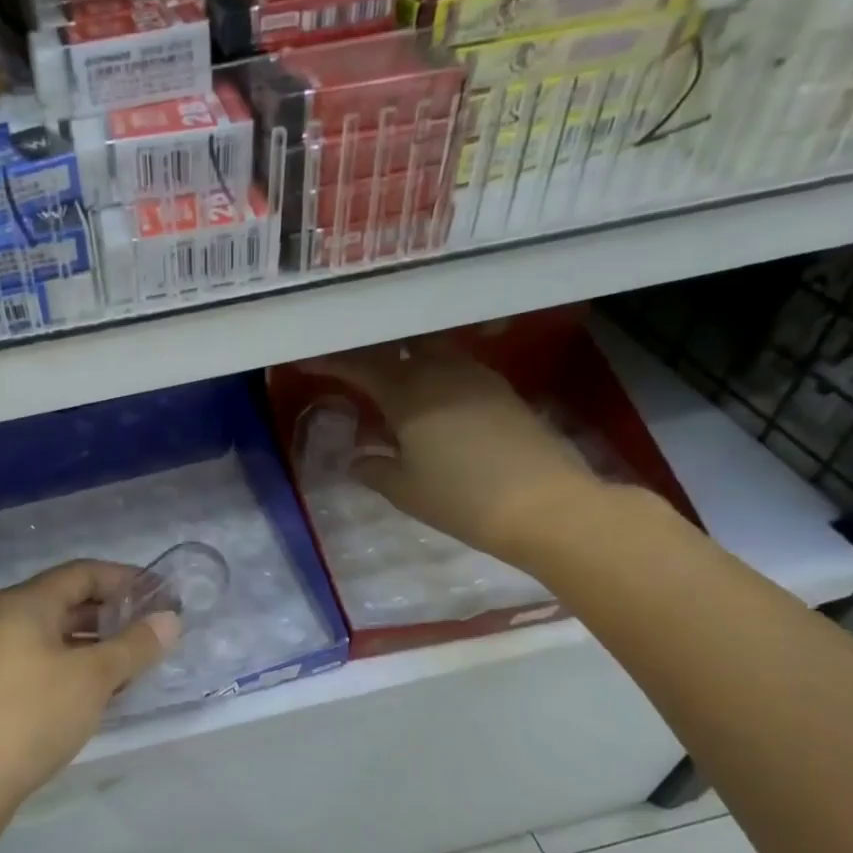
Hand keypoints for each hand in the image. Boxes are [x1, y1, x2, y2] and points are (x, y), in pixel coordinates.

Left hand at [0, 560, 178, 805]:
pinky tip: (104, 692)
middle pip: (70, 602)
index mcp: (27, 602)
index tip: (163, 596)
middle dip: (115, 614)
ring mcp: (0, 655)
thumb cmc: (32, 714)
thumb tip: (170, 619)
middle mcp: (9, 620)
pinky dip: (79, 668)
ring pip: (60, 636)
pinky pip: (48, 663)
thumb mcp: (93, 677)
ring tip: (138, 664)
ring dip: (99, 645)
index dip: (126, 579)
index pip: (84, 572)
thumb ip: (135, 645)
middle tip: (156, 631)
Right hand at [301, 335, 607, 567]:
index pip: (361, 366)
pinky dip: (433, 373)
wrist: (544, 505)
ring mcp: (477, 378)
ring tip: (387, 378)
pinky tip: (429, 397)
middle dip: (370, 351)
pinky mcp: (501, 391)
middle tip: (350, 363)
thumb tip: (357, 459)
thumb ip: (374, 468)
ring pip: (431, 352)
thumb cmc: (461, 499)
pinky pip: (456, 368)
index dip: (332, 362)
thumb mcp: (404, 490)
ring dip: (405, 359)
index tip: (307, 360)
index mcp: (409, 394)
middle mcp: (442, 373)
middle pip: (398, 347)